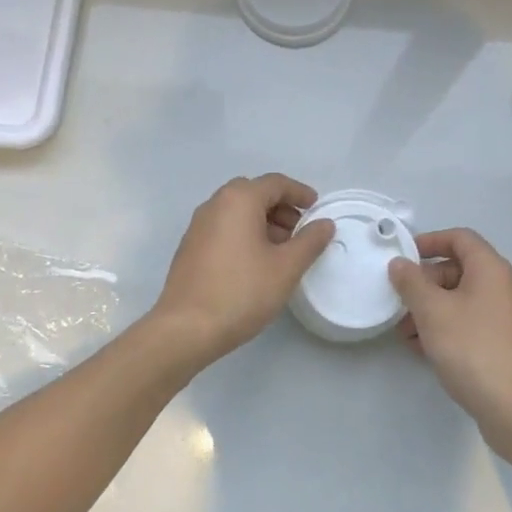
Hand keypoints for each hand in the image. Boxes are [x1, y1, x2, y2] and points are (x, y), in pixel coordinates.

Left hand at [153, 175, 334, 366]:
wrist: (186, 329)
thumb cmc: (242, 291)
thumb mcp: (286, 267)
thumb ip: (310, 241)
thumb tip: (324, 223)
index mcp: (239, 199)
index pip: (275, 183)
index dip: (300, 193)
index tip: (316, 209)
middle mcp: (215, 204)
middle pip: (254, 193)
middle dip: (281, 208)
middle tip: (300, 232)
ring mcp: (198, 225)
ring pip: (237, 211)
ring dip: (262, 222)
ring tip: (281, 251)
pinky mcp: (190, 247)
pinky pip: (223, 227)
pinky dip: (244, 233)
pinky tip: (255, 263)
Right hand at [390, 229, 511, 457]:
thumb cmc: (472, 349)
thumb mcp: (432, 312)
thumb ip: (411, 283)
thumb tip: (400, 264)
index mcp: (491, 269)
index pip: (460, 238)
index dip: (430, 241)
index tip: (403, 257)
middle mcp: (503, 287)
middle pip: (459, 269)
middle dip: (425, 283)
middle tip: (400, 302)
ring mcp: (506, 318)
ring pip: (462, 300)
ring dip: (431, 309)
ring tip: (405, 332)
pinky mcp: (504, 344)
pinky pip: (470, 323)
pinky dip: (446, 328)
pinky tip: (423, 349)